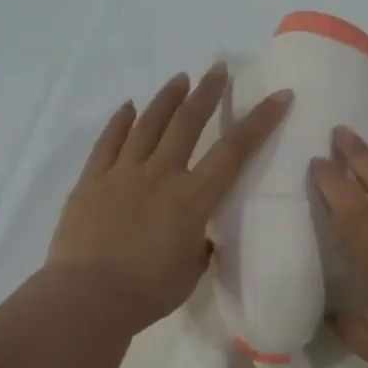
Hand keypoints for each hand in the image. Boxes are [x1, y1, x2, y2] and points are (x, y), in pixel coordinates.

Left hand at [49, 65, 291, 332]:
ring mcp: (122, 173)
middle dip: (207, 93)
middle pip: (187, 123)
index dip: (260, 121)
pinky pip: (108, 142)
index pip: (234, 151)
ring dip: (166, 99)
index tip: (279, 96)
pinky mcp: (91, 181)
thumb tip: (199, 235)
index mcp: (192, 199)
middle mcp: (160, 175)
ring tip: (179, 79)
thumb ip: (200, 246)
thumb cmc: (148, 292)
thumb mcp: (191, 272)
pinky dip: (119, 122)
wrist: (88, 298)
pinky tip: (128, 107)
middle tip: (217, 69)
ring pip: (147, 124)